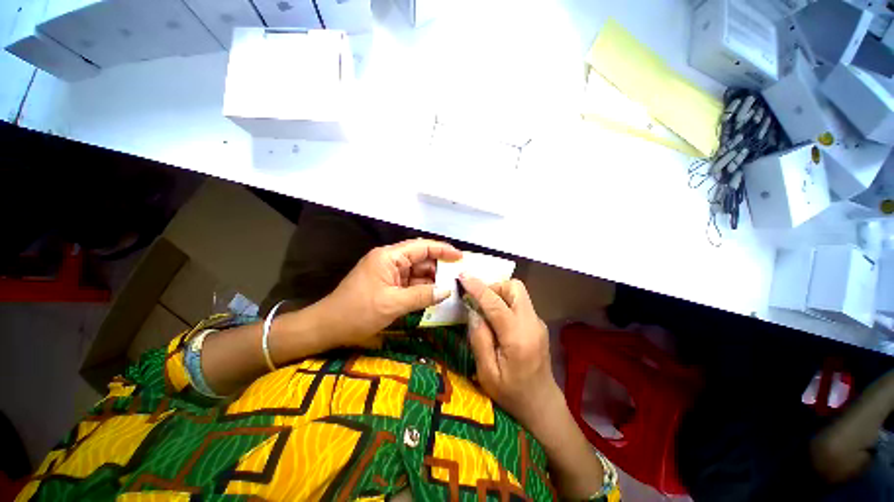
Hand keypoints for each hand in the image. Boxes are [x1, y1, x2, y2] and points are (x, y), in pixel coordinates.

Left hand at [320, 239, 461, 347]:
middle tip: (459, 275)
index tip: (460, 256)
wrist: (327, 327)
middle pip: (420, 258)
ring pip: (416, 271)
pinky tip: (435, 294)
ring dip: (432, 278)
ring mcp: (388, 272)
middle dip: (439, 266)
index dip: (442, 249)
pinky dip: (422, 288)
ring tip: (452, 285)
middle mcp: (389, 260)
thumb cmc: (357, 312)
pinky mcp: (387, 284)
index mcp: (389, 257)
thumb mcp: (393, 304)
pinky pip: (410, 282)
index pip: (421, 247)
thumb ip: (422, 295)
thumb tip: (447, 290)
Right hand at [459, 274, 559, 428]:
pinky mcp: (537, 324)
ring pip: (518, 292)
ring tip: (485, 309)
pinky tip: (496, 319)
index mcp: (517, 337)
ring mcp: (537, 322)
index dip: (477, 287)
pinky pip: (520, 302)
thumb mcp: (487, 373)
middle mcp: (531, 323)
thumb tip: (473, 311)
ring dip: (499, 293)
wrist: (542, 405)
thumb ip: (479, 339)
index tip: (462, 276)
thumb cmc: (511, 394)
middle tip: (478, 300)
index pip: (495, 303)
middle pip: (515, 287)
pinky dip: (505, 302)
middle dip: (493, 286)